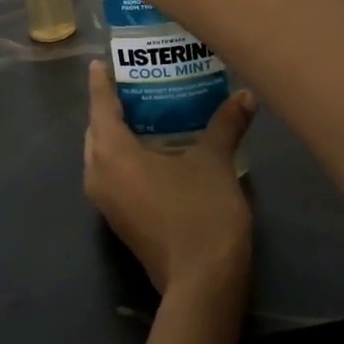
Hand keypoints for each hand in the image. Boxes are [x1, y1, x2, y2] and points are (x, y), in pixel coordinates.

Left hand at [85, 60, 256, 301]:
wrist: (202, 282)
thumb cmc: (201, 212)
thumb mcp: (215, 161)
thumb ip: (226, 124)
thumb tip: (247, 95)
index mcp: (112, 153)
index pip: (100, 106)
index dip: (102, 82)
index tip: (102, 61)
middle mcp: (98, 174)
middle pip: (96, 130)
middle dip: (110, 107)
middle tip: (134, 85)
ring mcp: (105, 201)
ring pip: (100, 155)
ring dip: (115, 134)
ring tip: (144, 113)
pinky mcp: (118, 220)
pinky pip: (110, 175)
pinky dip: (122, 157)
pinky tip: (151, 150)